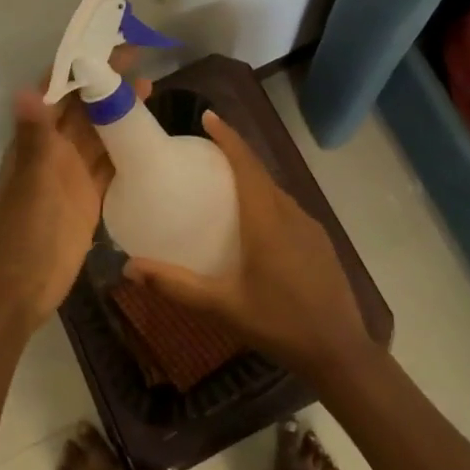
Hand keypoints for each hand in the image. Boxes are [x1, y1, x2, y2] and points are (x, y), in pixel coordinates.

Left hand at [0, 58, 150, 331]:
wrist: (20, 290)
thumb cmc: (21, 233)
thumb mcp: (31, 182)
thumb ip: (35, 137)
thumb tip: (26, 89)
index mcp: (35, 140)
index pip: (59, 91)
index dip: (80, 67)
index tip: (107, 45)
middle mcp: (53, 151)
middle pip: (83, 108)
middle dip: (107, 84)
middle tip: (140, 60)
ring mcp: (72, 175)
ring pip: (100, 134)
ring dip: (120, 113)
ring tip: (151, 88)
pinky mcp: (89, 198)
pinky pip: (110, 165)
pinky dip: (127, 149)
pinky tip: (149, 137)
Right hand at [124, 111, 374, 378]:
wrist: (340, 351)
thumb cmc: (278, 323)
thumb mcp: (222, 306)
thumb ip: (176, 285)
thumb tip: (129, 268)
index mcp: (266, 219)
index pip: (246, 163)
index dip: (228, 137)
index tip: (208, 117)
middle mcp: (290, 212)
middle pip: (260, 172)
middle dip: (235, 154)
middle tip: (205, 153)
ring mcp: (310, 226)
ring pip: (276, 191)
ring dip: (252, 179)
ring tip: (224, 187)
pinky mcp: (320, 242)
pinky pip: (288, 208)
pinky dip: (267, 201)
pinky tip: (255, 225)